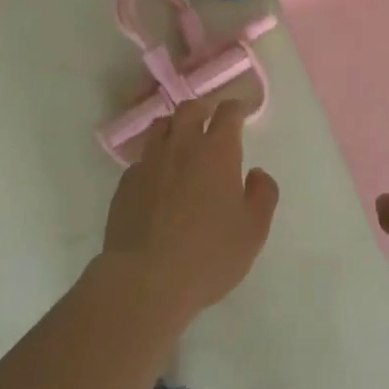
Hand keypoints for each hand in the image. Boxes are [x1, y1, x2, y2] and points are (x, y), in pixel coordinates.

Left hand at [103, 98, 279, 324]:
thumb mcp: (253, 231)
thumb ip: (263, 194)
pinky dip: (153, 160)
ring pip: (160, 127)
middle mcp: (181, 146)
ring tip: (181, 143)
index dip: (237, 107)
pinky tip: (157, 179)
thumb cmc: (208, 255)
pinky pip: (141, 159)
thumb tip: (257, 173)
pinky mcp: (125, 184)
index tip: (242, 111)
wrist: (145, 281)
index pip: (228, 112)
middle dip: (203, 109)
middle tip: (210, 121)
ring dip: (174, 128)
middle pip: (189, 109)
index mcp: (217, 152)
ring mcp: (149, 163)